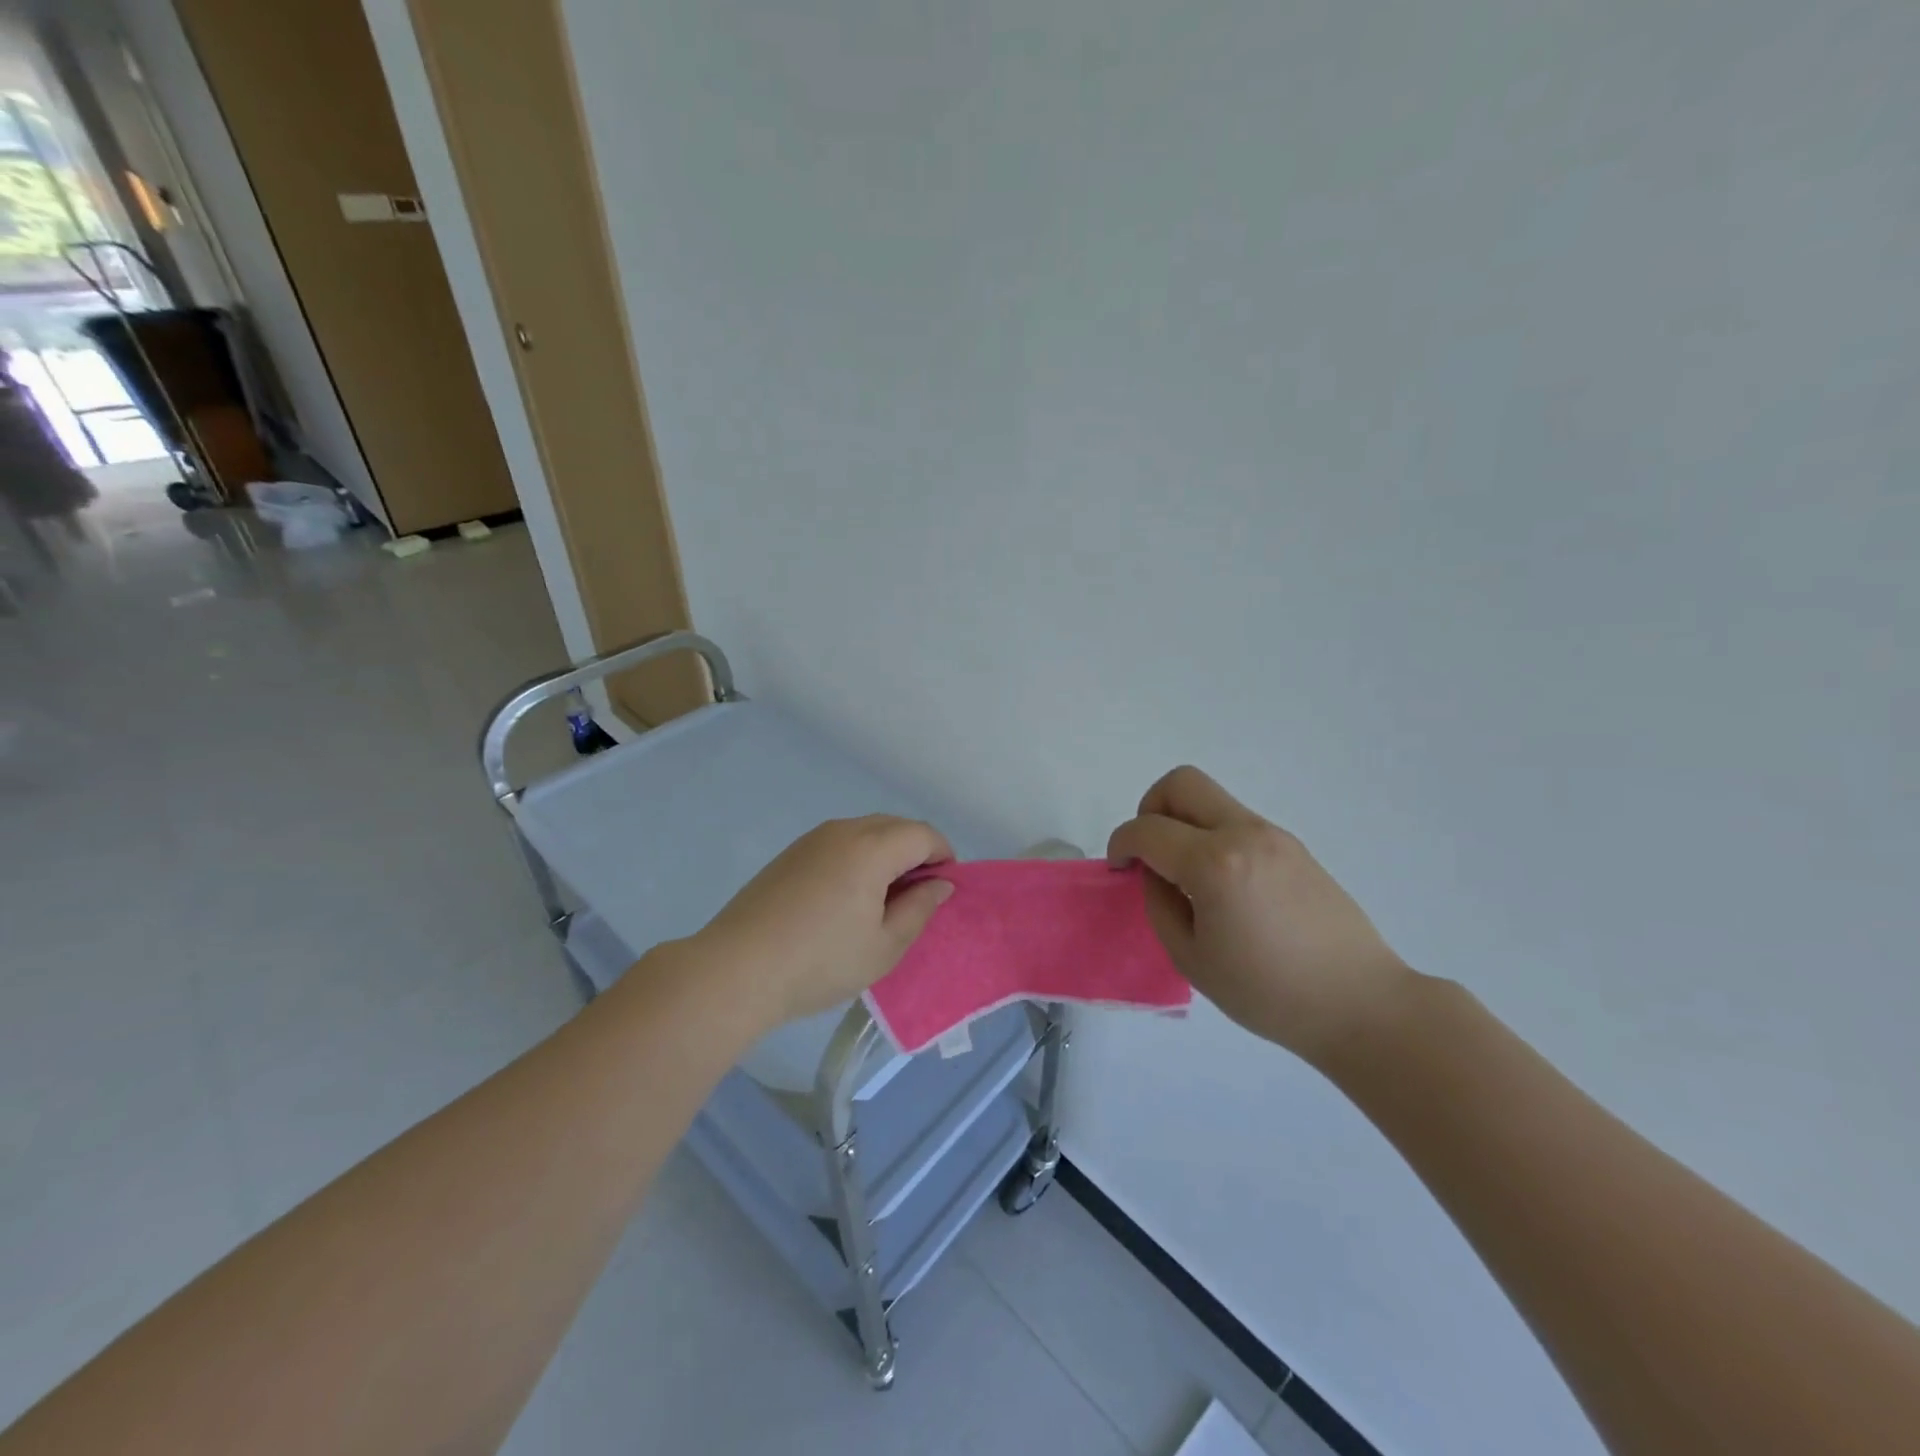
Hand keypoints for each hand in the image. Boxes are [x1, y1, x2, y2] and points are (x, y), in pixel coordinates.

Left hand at [694, 816, 955, 1030]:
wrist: (737, 969)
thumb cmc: (821, 962)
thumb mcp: (884, 946)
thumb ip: (919, 909)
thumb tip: (940, 884)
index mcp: (871, 848)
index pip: (923, 835)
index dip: (943, 857)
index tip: (944, 891)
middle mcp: (843, 831)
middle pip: (895, 826)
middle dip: (917, 852)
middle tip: (917, 897)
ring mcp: (812, 839)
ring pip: (866, 832)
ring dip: (887, 854)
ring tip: (883, 900)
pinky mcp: (790, 854)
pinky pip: (840, 843)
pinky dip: (859, 858)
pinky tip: (847, 898)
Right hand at [1107, 766, 1412, 1063]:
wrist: (1360, 1003)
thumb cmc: (1268, 993)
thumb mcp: (1191, 958)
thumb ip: (1160, 904)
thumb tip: (1155, 873)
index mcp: (1214, 864)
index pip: (1147, 829)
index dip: (1121, 844)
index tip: (1120, 869)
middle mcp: (1244, 834)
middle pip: (1181, 783)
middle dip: (1150, 809)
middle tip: (1150, 852)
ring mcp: (1274, 835)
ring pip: (1211, 799)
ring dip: (1183, 822)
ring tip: (1186, 875)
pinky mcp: (1293, 847)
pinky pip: (1236, 821)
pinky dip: (1212, 836)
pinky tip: (1222, 886)